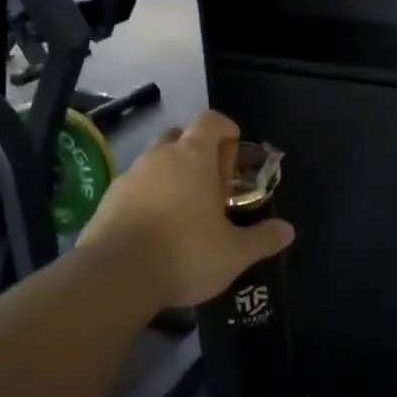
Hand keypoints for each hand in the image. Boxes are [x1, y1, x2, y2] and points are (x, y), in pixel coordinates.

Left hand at [77, 110, 293, 308]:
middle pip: (180, 136)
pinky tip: (157, 228)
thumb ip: (262, 238)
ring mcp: (130, 175)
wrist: (115, 276)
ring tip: (186, 210)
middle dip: (198, 152)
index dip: (225, 128)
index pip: (210, 120)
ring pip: (156, 162)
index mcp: (193, 156)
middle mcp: (160, 156)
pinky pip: (135, 186)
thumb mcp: (234, 253)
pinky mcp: (108, 198)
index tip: (235, 148)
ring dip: (172, 175)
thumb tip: (288, 230)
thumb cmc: (185, 253)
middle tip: (213, 183)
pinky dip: (149, 196)